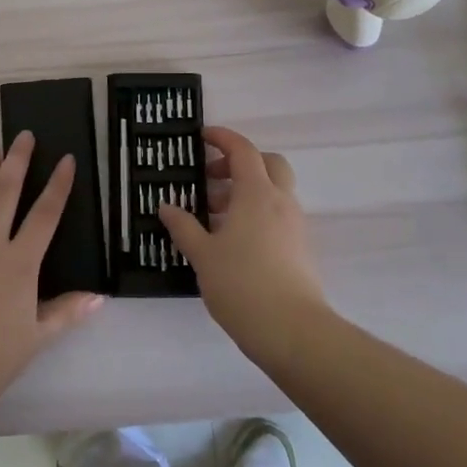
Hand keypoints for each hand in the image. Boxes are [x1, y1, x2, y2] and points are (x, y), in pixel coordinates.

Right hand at [159, 126, 328, 362]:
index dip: (223, 138)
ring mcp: (295, 225)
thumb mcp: (202, 255)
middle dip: (240, 163)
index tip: (202, 136)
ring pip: (274, 191)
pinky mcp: (300, 248)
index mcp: (257, 194)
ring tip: (213, 216)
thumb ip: (183, 227)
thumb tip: (166, 206)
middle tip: (211, 178)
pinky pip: (278, 215)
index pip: (243, 151)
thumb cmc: (241, 284)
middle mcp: (281, 202)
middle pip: (268, 164)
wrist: (293, 331)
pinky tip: (233, 240)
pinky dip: (257, 213)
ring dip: (246, 191)